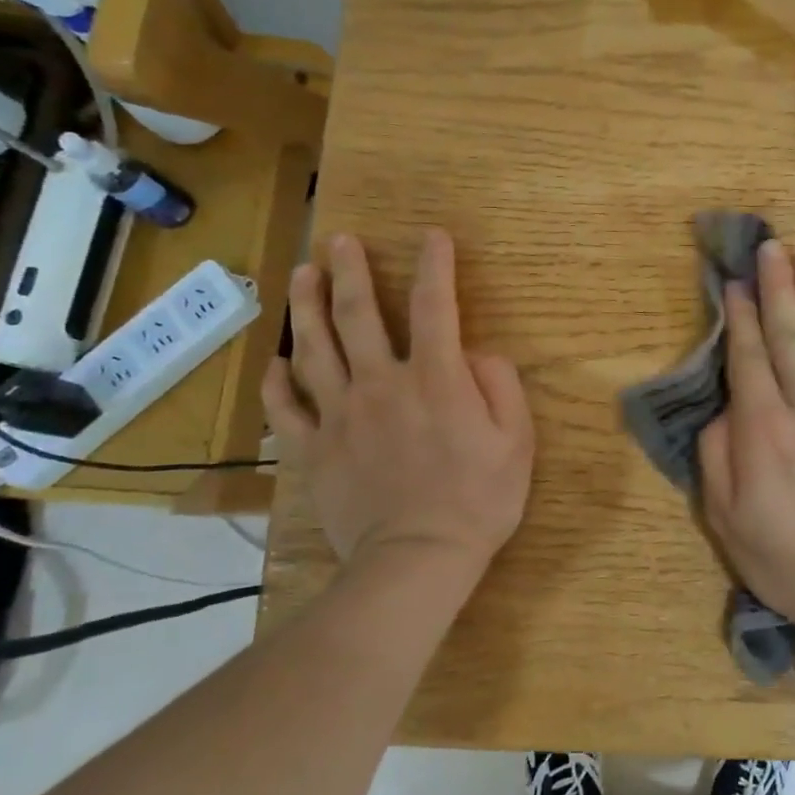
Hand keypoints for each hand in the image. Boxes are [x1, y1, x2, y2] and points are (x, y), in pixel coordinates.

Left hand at [262, 231, 533, 589]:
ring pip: (314, 349)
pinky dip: (278, 381)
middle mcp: (382, 383)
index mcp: (435, 379)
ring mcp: (341, 415)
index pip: (435, 306)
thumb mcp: (517, 441)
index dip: (435, 266)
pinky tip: (277, 360)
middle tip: (340, 240)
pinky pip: (287, 408)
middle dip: (349, 270)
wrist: (418, 559)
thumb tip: (475, 355)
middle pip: (357, 315)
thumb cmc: (479, 500)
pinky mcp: (315, 449)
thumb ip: (500, 386)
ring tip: (302, 274)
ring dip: (306, 306)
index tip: (433, 236)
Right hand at [698, 239, 794, 632]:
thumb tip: (726, 408)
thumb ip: (717, 454)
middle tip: (773, 247)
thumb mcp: (724, 517)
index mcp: (764, 430)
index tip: (736, 283)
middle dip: (779, 287)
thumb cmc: (786, 559)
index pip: (750, 358)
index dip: (741, 317)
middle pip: (791, 335)